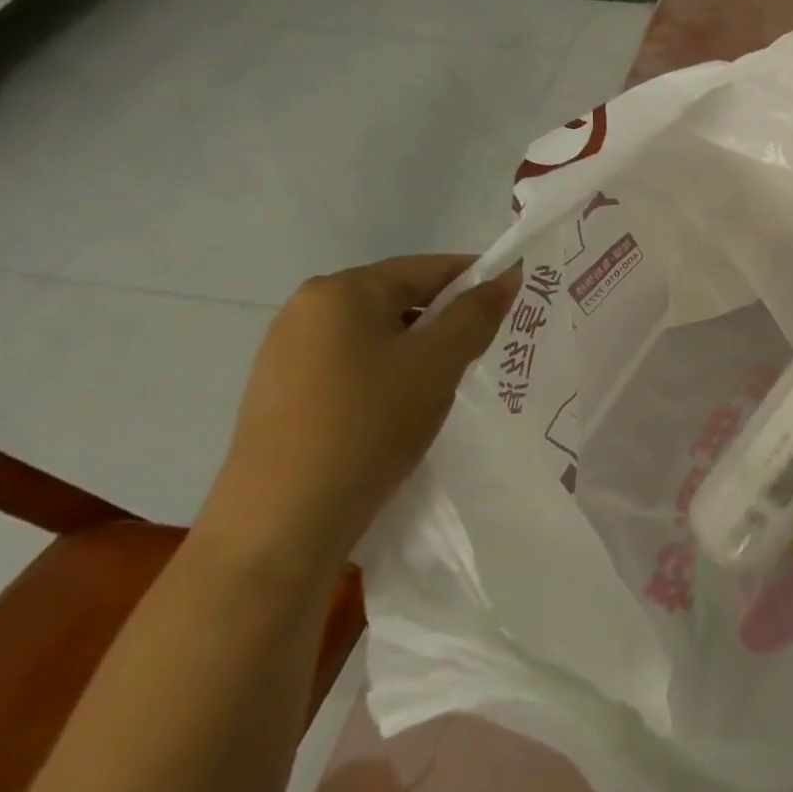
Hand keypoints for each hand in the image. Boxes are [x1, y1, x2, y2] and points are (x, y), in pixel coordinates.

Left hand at [197, 255, 519, 580]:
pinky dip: (386, 374)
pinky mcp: (280, 392)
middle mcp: (306, 309)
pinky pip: (352, 364)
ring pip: (378, 334)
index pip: (429, 267)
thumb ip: (478, 312)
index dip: (477, 281)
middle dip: (447, 320)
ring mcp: (286, 352)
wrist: (282, 523)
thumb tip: (508, 274)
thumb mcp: (439, 362)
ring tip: (443, 386)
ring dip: (418, 350)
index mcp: (341, 290)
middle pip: (400, 298)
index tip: (512, 308)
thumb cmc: (369, 424)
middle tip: (482, 353)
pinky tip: (399, 411)